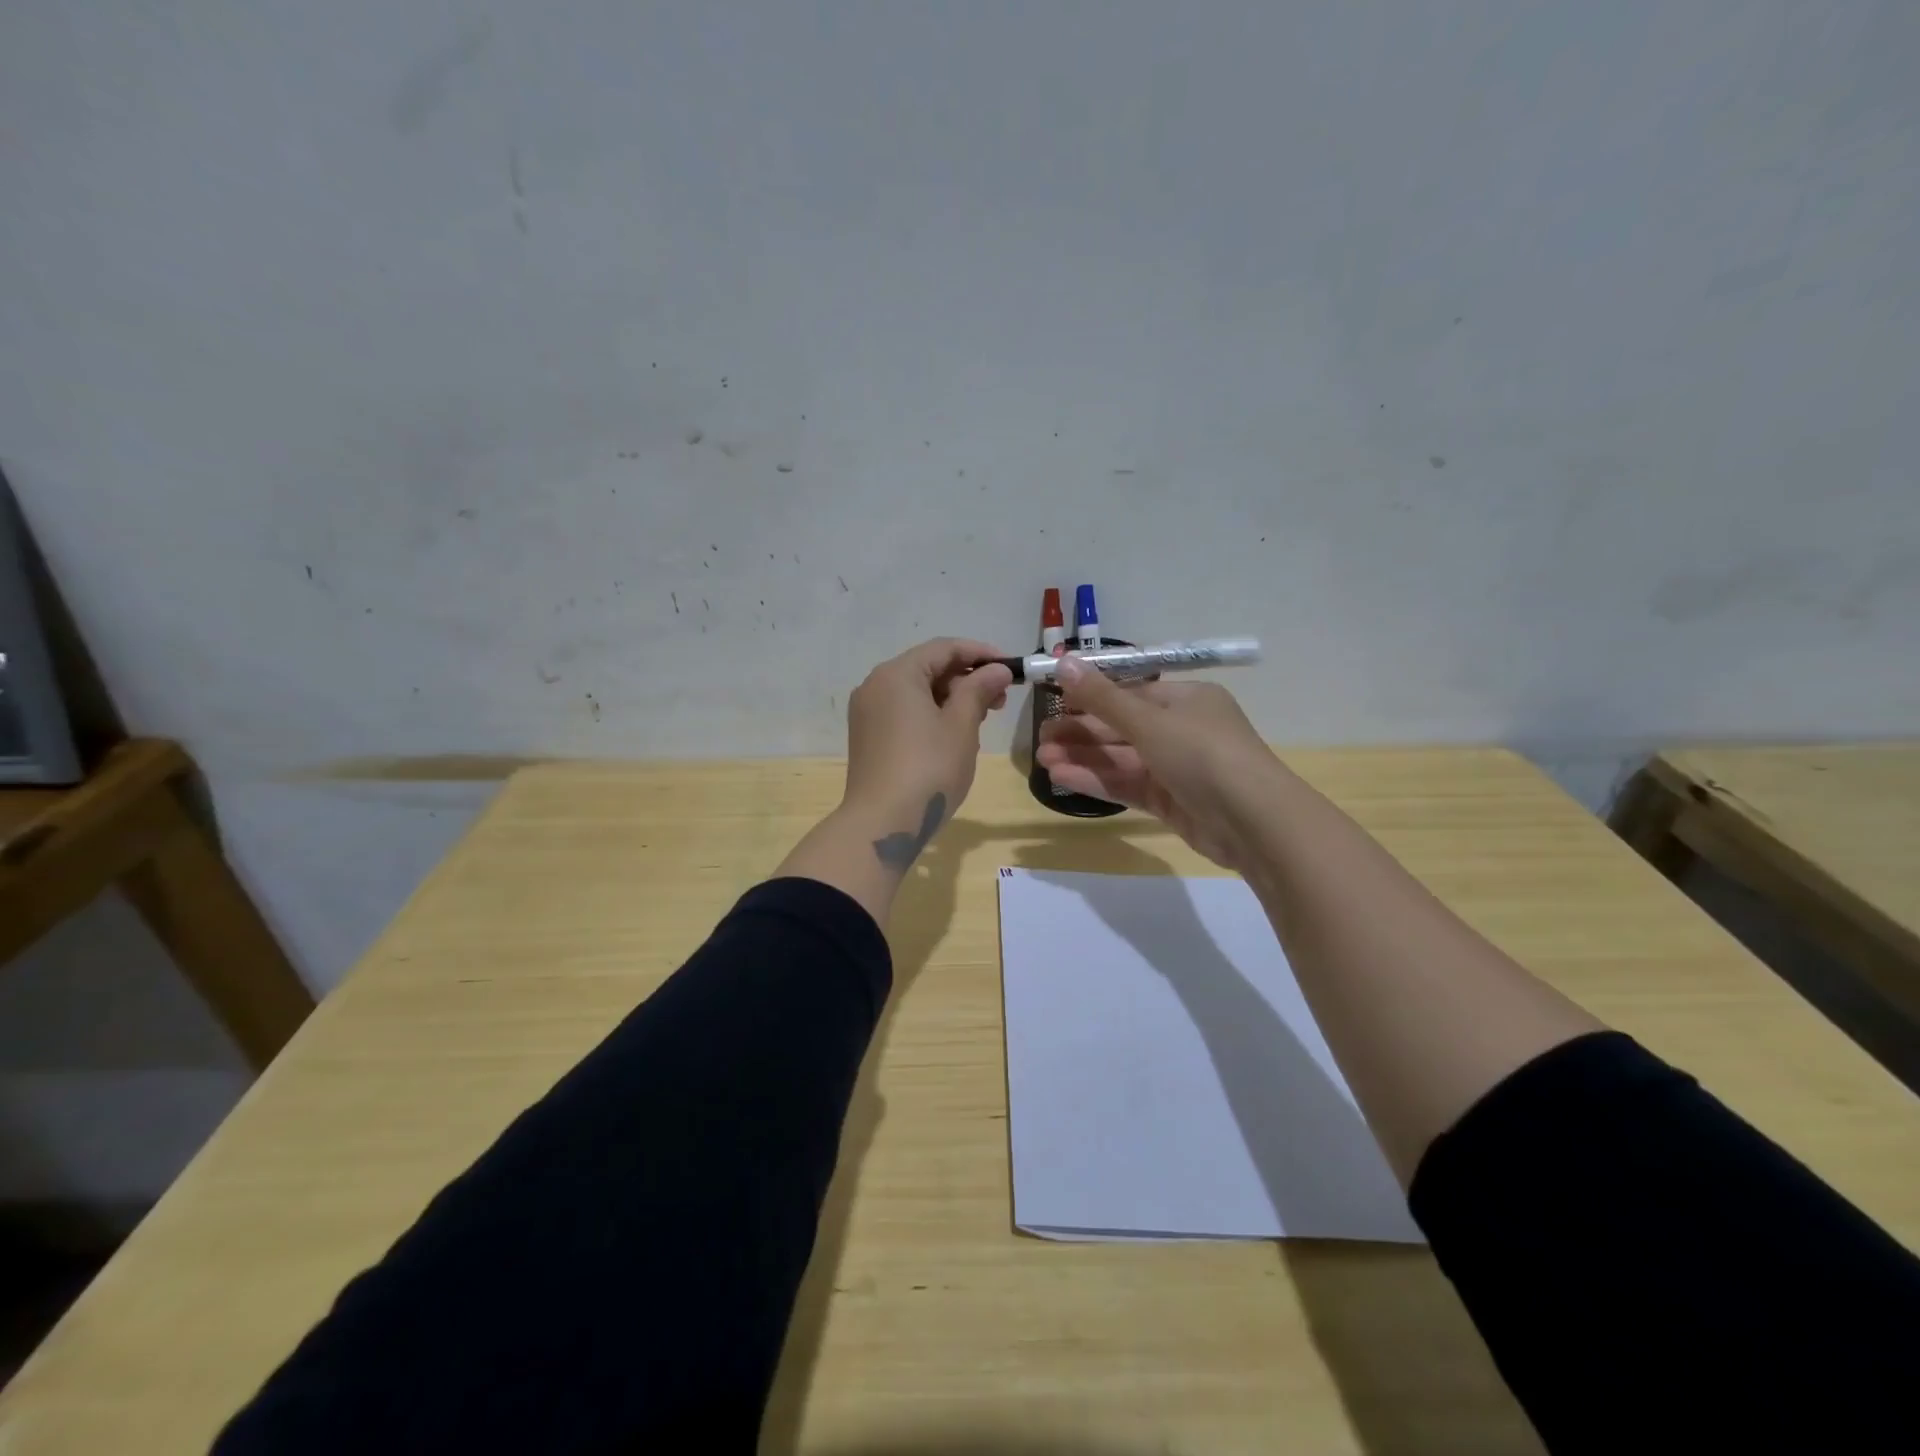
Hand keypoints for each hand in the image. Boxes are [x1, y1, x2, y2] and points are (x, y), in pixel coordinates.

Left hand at [842, 638, 1013, 847]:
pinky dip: (931, 715)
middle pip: (928, 668)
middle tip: (1001, 700)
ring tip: (981, 721)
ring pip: (917, 692)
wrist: (882, 823)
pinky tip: (954, 736)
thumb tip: (997, 669)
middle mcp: (875, 685)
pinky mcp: (867, 737)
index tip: (1011, 667)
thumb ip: (979, 690)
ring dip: (951, 699)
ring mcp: (867, 712)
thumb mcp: (961, 726)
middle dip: (967, 679)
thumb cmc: (928, 769)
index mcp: (896, 674)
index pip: (944, 648)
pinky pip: (904, 712)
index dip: (981, 653)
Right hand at [1035, 658, 1284, 872]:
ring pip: (1122, 759)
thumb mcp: (1149, 721)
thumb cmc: (1203, 755)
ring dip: (1084, 758)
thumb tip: (1063, 663)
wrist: (1255, 823)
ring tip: (1043, 760)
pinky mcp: (1172, 802)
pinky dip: (1098, 781)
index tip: (1054, 702)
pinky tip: (1063, 778)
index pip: (1131, 693)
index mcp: (1186, 700)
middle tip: (1041, 739)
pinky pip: (1129, 786)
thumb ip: (1102, 698)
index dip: (1091, 696)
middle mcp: (1183, 730)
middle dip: (1081, 732)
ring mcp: (1177, 769)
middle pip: (1123, 727)